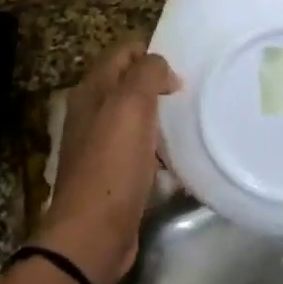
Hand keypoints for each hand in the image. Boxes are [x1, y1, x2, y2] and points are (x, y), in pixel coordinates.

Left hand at [37, 43, 177, 283]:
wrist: (94, 231)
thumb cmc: (113, 163)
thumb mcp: (131, 106)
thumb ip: (147, 74)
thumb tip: (161, 67)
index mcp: (91, 91)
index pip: (123, 52)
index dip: (152, 54)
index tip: (183, 71)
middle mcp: (92, 113)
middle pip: (130, 85)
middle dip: (160, 85)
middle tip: (191, 96)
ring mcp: (100, 145)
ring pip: (137, 118)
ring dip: (161, 119)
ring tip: (189, 125)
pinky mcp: (113, 174)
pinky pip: (140, 150)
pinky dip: (158, 150)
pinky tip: (176, 160)